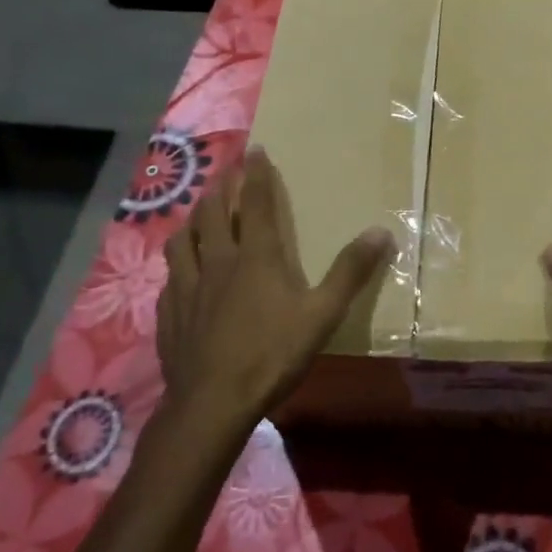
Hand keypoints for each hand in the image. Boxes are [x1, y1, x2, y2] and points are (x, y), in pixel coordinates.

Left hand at [156, 146, 389, 431]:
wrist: (212, 402)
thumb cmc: (272, 354)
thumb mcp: (323, 314)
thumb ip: (351, 272)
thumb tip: (382, 231)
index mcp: (256, 257)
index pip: (258, 203)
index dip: (258, 174)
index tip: (255, 149)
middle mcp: (218, 261)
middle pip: (214, 213)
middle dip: (222, 188)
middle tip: (227, 175)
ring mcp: (188, 287)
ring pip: (183, 239)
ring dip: (193, 220)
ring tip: (199, 214)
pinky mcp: (169, 313)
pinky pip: (170, 276)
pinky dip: (177, 263)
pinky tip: (180, 272)